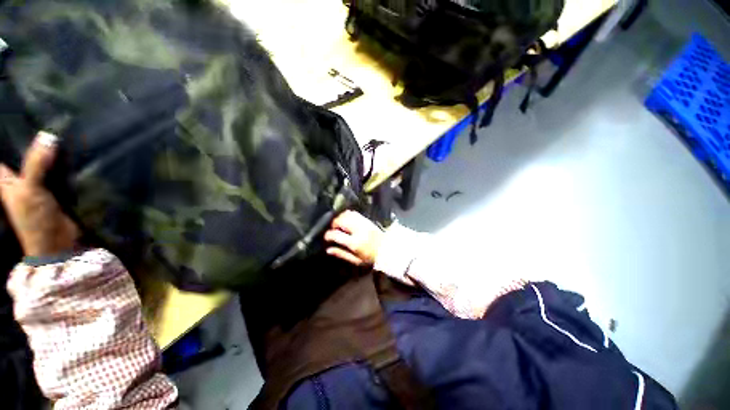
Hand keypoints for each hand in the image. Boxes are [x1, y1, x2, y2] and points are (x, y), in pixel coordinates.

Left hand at [0, 132, 78, 256]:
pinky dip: (64, 163)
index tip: (18, 118)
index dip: (8, 139)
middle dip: (34, 142)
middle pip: (25, 155)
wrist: (58, 244)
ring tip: (60, 131)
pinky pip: (59, 171)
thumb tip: (48, 136)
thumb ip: (37, 163)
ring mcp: (39, 185)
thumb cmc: (34, 220)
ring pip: (43, 162)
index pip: (3, 154)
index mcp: (6, 180)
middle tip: (45, 120)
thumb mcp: (30, 190)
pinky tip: (71, 153)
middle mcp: (21, 179)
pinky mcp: (57, 190)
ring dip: (50, 152)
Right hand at [324, 210, 383, 266]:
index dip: (328, 235)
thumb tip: (328, 250)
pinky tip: (346, 220)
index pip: (337, 235)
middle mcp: (358, 230)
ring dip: (340, 218)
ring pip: (347, 215)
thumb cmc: (370, 257)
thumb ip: (341, 254)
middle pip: (341, 221)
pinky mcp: (367, 220)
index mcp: (354, 243)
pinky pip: (354, 213)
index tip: (326, 237)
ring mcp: (363, 223)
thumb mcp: (355, 260)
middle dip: (334, 224)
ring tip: (338, 224)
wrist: (387, 249)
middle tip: (333, 229)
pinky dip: (348, 214)